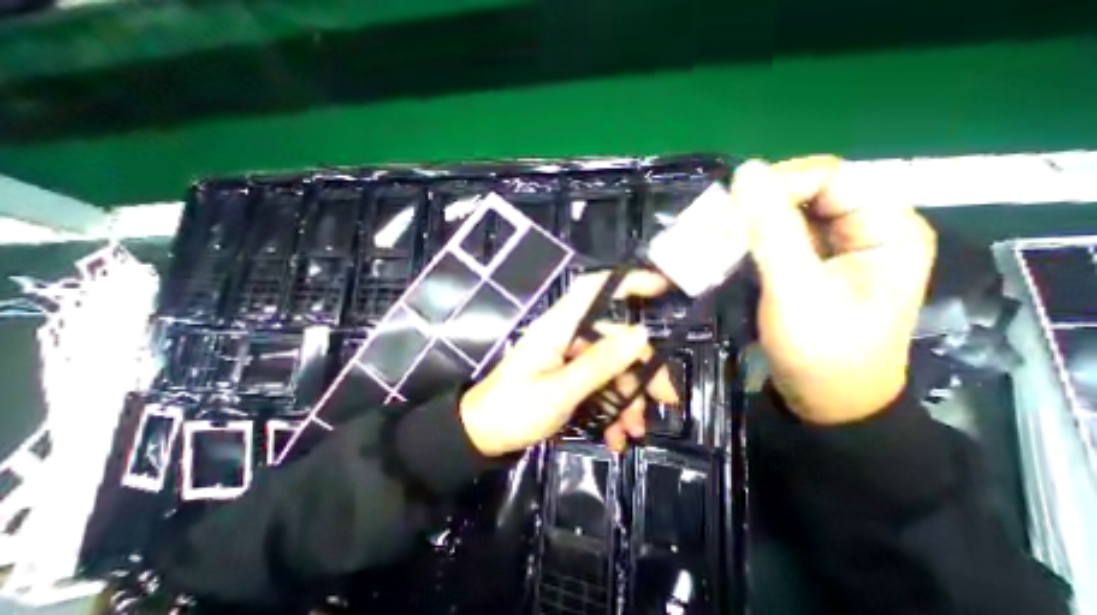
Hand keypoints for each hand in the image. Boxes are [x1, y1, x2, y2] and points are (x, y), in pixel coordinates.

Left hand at [459, 271, 683, 454]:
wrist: (483, 437)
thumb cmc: (513, 411)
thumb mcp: (559, 392)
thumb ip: (599, 364)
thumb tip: (640, 335)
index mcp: (557, 328)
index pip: (592, 289)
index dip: (626, 282)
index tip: (661, 287)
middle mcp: (566, 337)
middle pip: (614, 339)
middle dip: (642, 370)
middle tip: (665, 400)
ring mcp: (568, 357)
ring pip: (612, 367)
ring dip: (628, 398)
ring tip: (633, 431)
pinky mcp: (568, 376)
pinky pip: (600, 384)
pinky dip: (612, 408)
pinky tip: (616, 435)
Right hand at [735, 158, 932, 425]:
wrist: (825, 401)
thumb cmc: (821, 350)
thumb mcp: (794, 288)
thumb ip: (771, 230)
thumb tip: (745, 173)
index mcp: (883, 228)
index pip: (828, 177)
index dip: (779, 185)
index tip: (733, 210)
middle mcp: (862, 231)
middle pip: (805, 195)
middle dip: (758, 207)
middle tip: (718, 226)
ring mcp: (833, 250)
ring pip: (785, 217)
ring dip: (748, 225)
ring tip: (716, 239)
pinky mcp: (808, 268)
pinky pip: (776, 240)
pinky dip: (749, 242)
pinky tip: (726, 252)